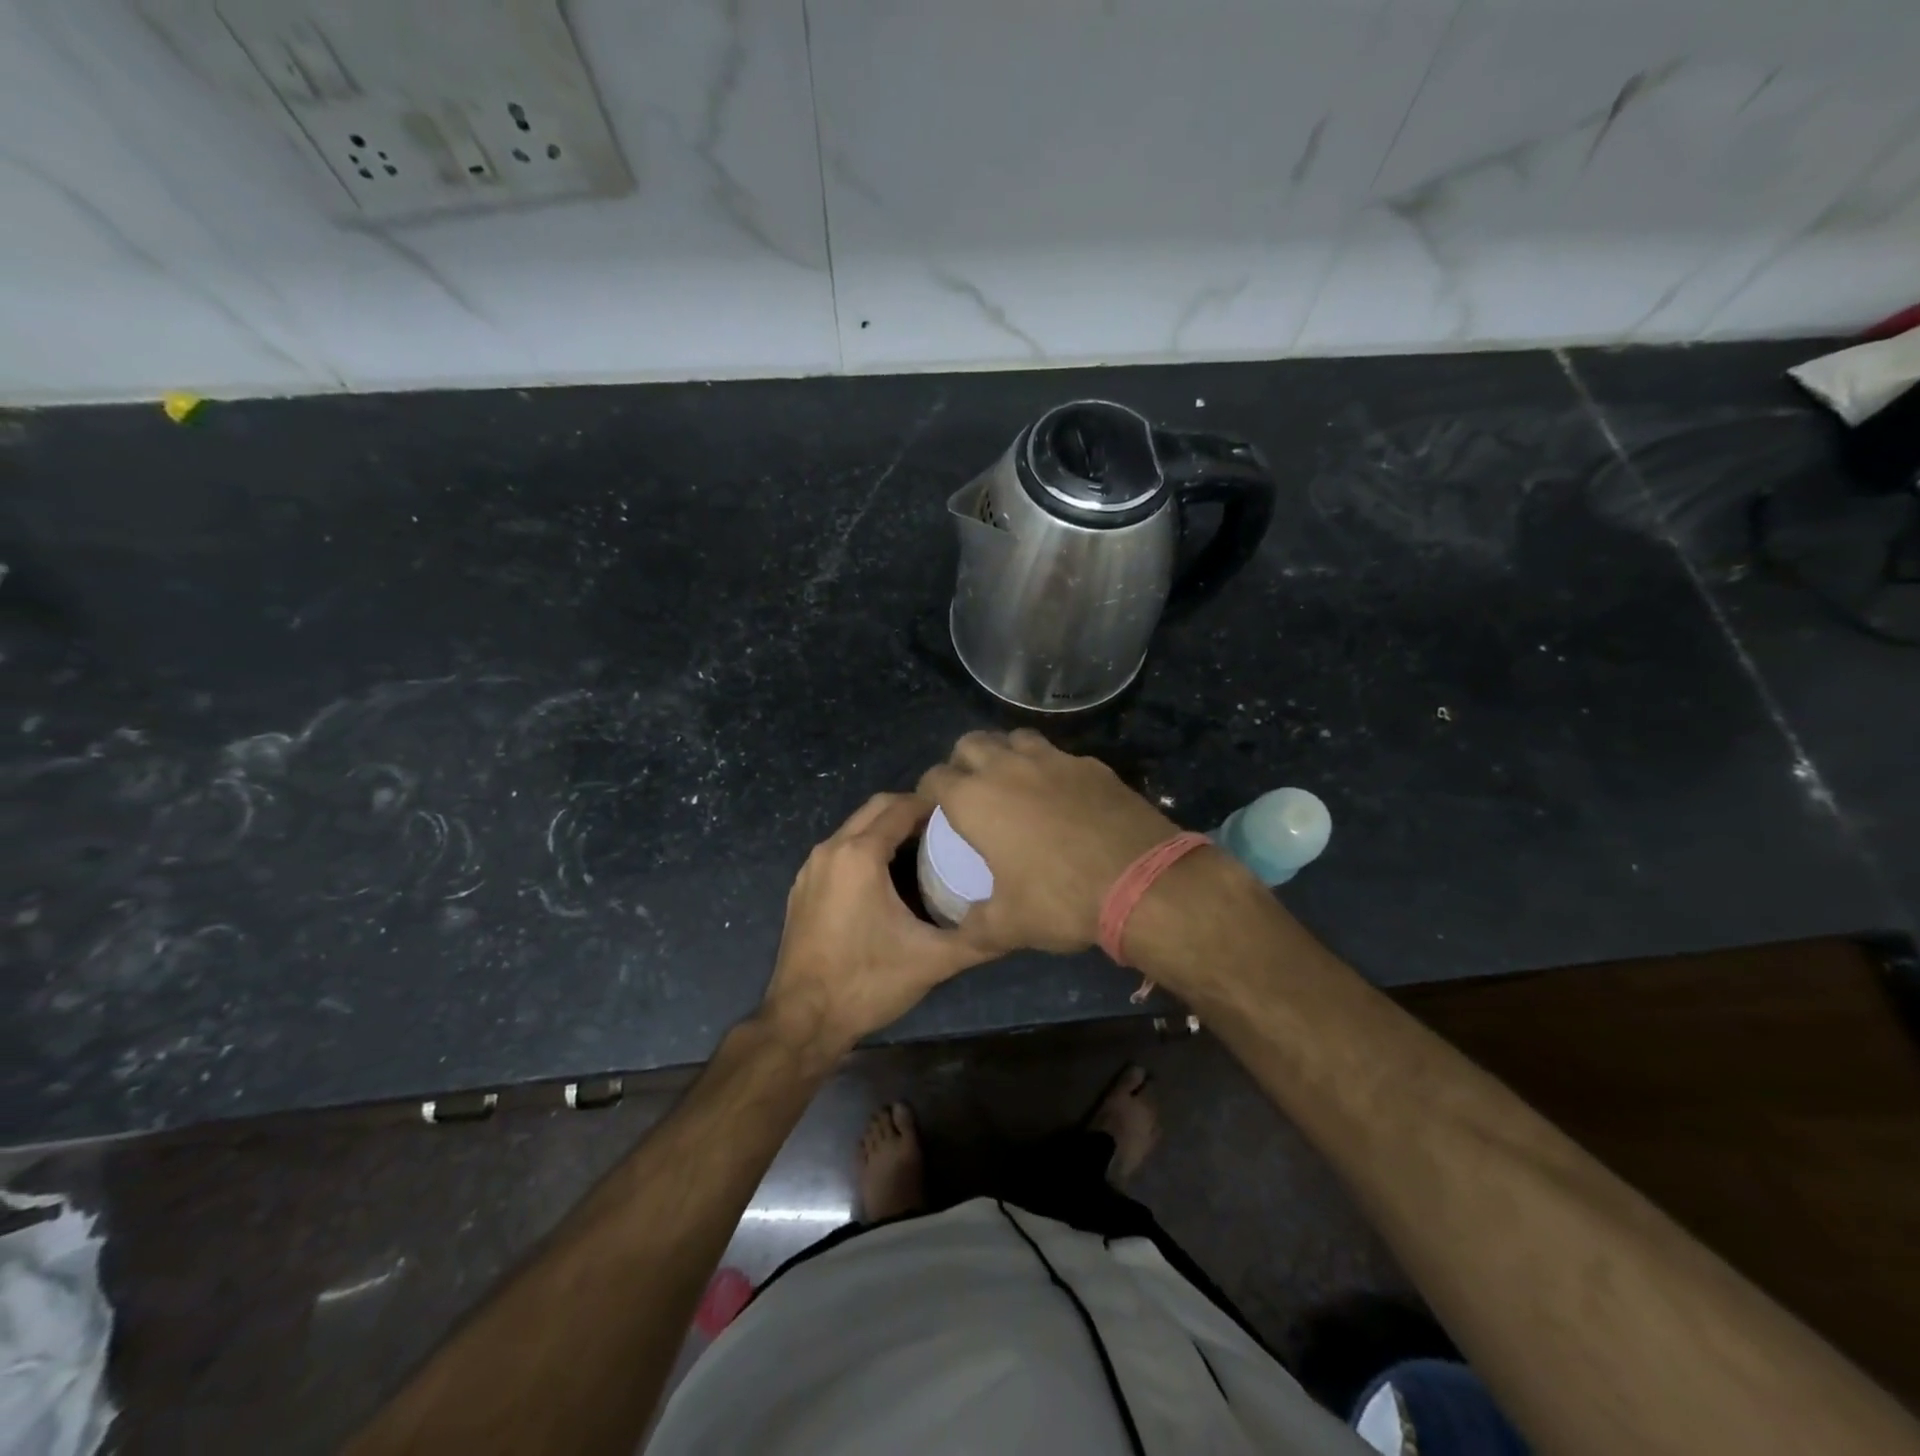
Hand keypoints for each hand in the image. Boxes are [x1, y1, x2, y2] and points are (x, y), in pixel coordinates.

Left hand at [760, 792, 992, 1061]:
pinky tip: (887, 878)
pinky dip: (864, 848)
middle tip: (946, 829)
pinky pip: (839, 850)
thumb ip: (977, 939)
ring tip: (923, 850)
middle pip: (875, 807)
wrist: (802, 1021)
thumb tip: (1017, 924)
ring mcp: (811, 868)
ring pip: (854, 827)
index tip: (963, 815)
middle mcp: (830, 850)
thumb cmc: (867, 983)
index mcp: (859, 855)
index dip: (933, 805)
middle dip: (910, 809)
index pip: (901, 807)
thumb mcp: (931, 961)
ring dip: (886, 828)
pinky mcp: (802, 888)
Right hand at [918, 729, 1178, 954]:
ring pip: (1015, 738)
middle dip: (962, 762)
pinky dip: (1050, 768)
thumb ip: (975, 926)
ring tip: (1013, 782)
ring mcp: (1053, 760)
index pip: (935, 778)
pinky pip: (1058, 755)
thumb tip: (962, 931)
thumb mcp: (1008, 926)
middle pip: (970, 743)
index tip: (934, 809)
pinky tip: (1062, 795)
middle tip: (970, 791)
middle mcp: (1008, 768)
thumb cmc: (1061, 900)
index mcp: (975, 800)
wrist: (1141, 881)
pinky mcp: (1090, 764)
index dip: (928, 792)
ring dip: (1005, 753)